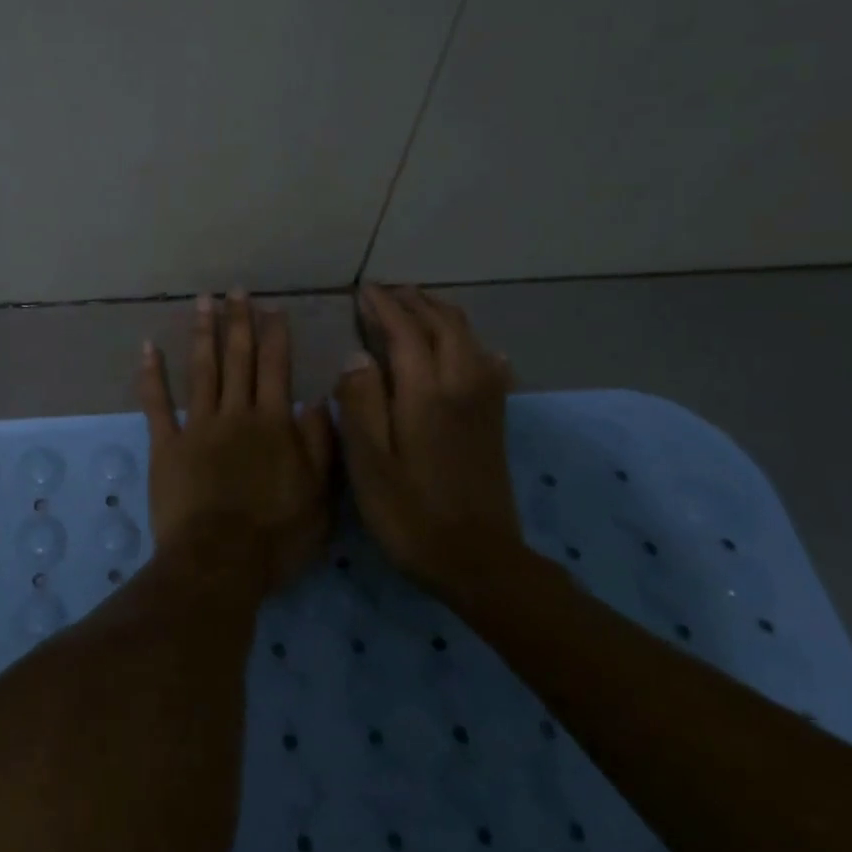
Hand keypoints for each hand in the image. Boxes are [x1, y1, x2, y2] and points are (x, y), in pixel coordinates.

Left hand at [137, 292, 335, 592]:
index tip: (272, 307)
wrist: (220, 561)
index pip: (276, 368)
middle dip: (238, 322)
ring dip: (203, 333)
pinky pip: (157, 403)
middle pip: (238, 359)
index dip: (275, 336)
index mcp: (273, 424)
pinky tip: (149, 347)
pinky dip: (152, 374)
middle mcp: (235, 414)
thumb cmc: (276, 536)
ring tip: (203, 301)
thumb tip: (319, 401)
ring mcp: (197, 426)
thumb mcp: (320, 496)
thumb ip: (321, 445)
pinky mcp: (166, 445)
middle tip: (235, 291)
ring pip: (202, 370)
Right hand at [335, 285, 522, 595]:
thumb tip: (356, 356)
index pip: (406, 332)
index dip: (384, 307)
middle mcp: (462, 386)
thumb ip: (360, 402)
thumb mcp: (369, 462)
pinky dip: (474, 345)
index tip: (363, 291)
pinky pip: (489, 366)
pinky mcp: (494, 422)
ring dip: (443, 316)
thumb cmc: (410, 514)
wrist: (479, 560)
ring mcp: (484, 403)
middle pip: (444, 326)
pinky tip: (477, 351)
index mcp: (427, 393)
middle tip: (388, 291)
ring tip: (420, 306)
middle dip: (416, 302)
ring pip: (470, 340)